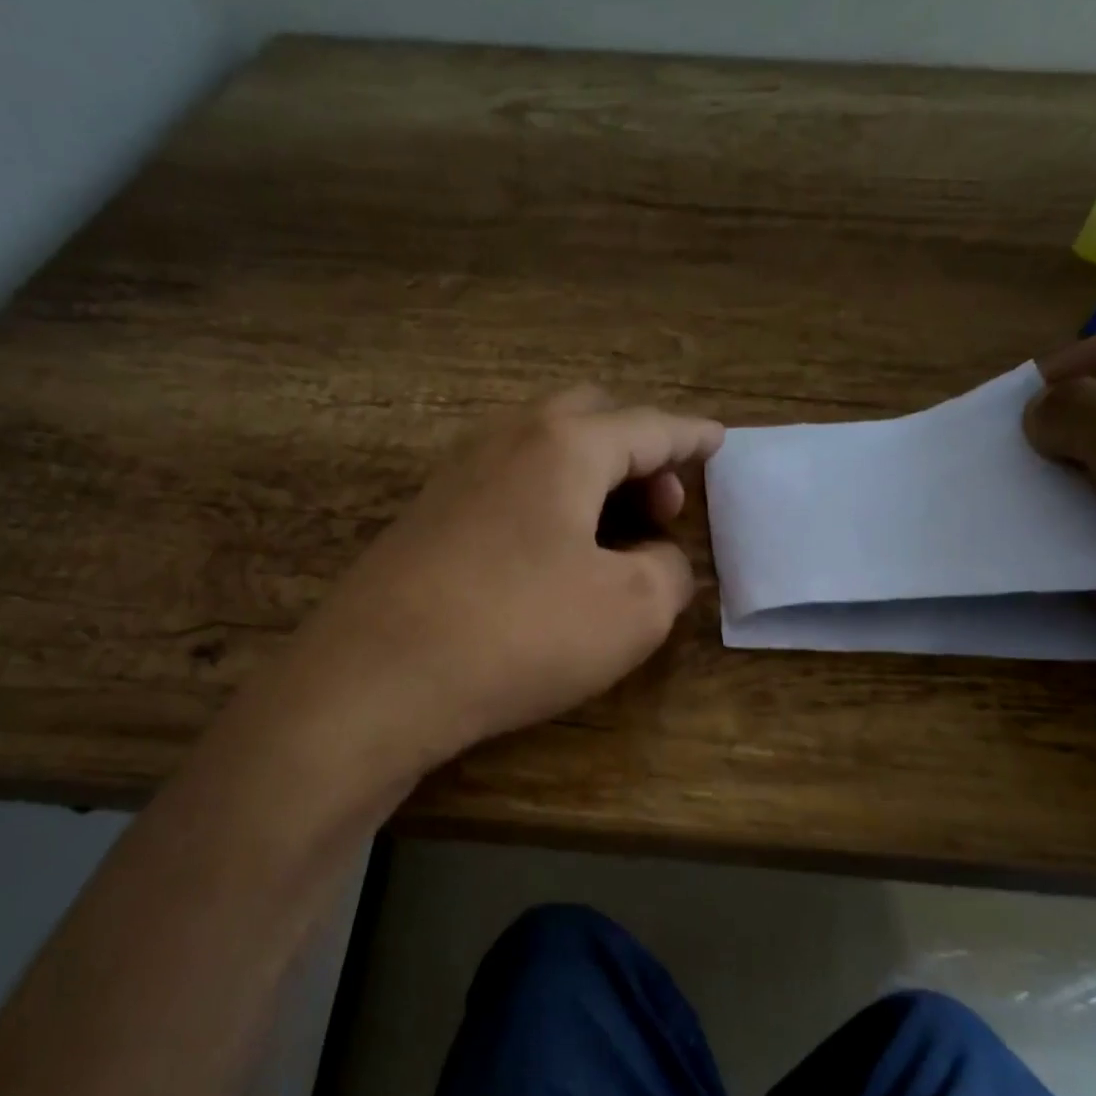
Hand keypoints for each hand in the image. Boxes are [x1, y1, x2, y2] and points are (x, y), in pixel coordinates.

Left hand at [283, 388, 723, 771]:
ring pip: (542, 450)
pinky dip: (547, 502)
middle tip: (661, 506)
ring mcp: (456, 476)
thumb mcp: (631, 611)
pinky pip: (507, 487)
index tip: (718, 440)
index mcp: (564, 446)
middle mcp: (506, 441)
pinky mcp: (427, 518)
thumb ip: (667, 571)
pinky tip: (551, 554)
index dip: (690, 436)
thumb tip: (655, 558)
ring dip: (589, 476)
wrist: (377, 677)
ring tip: (614, 535)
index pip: (648, 426)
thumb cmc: (520, 633)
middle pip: (588, 418)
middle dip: (637, 450)